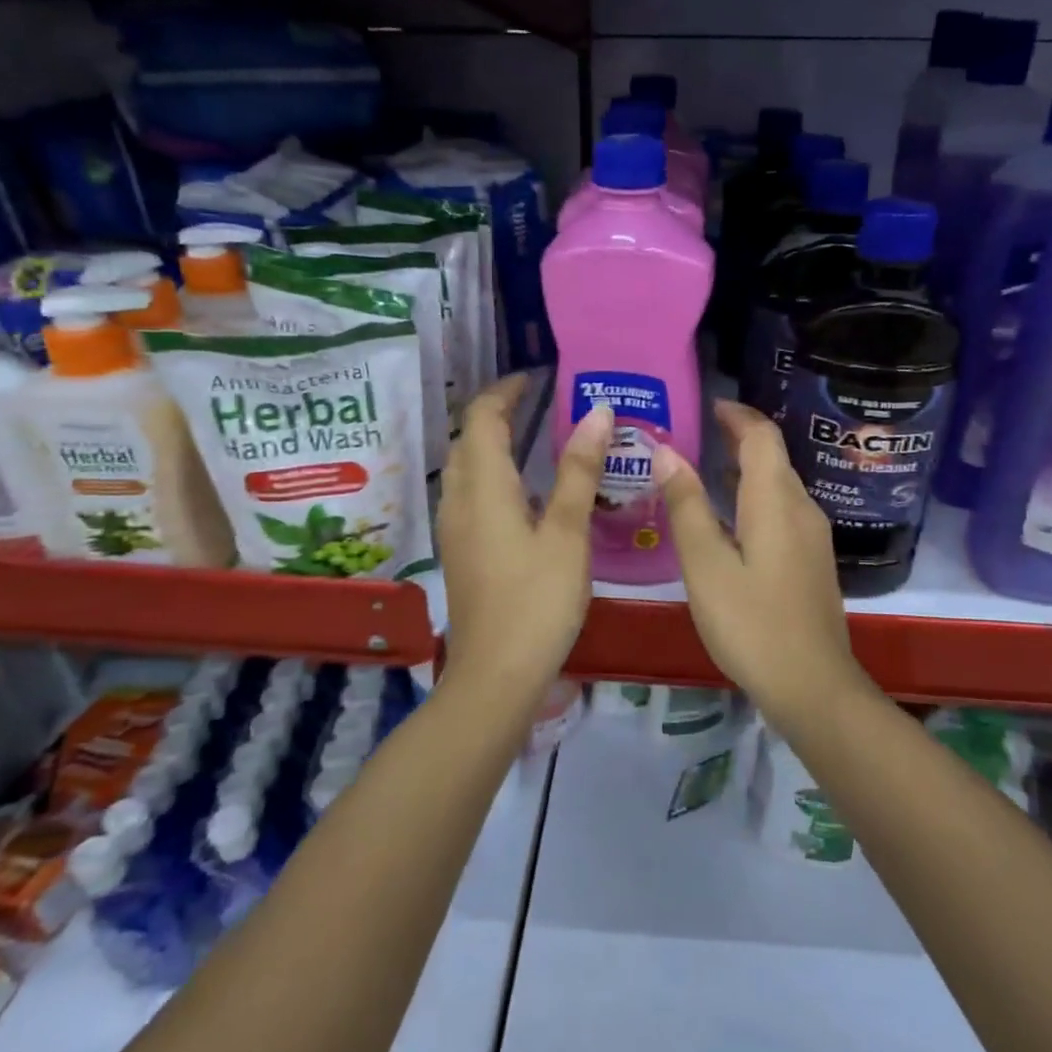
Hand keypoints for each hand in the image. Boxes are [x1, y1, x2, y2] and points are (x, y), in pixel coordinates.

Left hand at [438, 374, 611, 691]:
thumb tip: (596, 412)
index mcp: (484, 487)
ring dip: (490, 443)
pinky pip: (469, 494)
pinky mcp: (460, 552)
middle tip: (537, 402)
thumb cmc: (538, 600)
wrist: (497, 673)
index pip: (484, 417)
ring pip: (465, 467)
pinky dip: (490, 473)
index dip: (506, 391)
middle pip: (468, 439)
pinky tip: (522, 492)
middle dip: (496, 412)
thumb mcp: (568, 533)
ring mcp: (454, 528)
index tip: (536, 378)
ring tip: (531, 437)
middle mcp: (459, 499)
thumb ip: (580, 470)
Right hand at [652, 400, 865, 712]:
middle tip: (697, 433)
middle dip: (739, 438)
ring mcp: (812, 537)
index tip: (708, 405)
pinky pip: (782, 511)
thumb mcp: (706, 564)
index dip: (736, 415)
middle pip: (773, 457)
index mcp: (775, 500)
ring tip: (705, 469)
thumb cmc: (751, 623)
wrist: (811, 685)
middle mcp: (801, 508)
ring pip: (778, 485)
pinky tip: (730, 519)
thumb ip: (686, 505)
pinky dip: (755, 498)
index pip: (761, 436)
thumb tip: (667, 452)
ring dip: (746, 469)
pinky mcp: (812, 561)